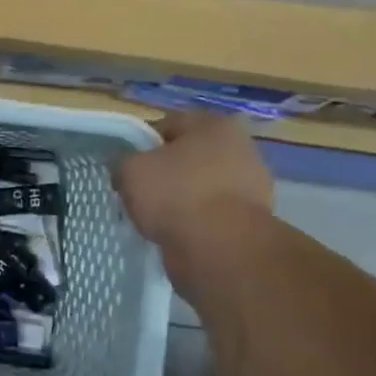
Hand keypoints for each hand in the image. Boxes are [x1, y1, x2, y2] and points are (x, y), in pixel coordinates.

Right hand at [113, 110, 272, 248]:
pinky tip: (176, 233)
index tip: (128, 166)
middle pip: (187, 157)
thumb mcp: (130, 170)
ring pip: (199, 187)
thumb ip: (124, 162)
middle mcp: (240, 149)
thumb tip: (128, 171)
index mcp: (214, 125)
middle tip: (140, 192)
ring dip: (179, 200)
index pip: (168, 124)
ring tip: (155, 218)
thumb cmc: (176, 194)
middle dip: (164, 173)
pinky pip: (211, 215)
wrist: (221, 250)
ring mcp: (251, 187)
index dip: (142, 144)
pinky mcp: (251, 221)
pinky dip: (194, 222)